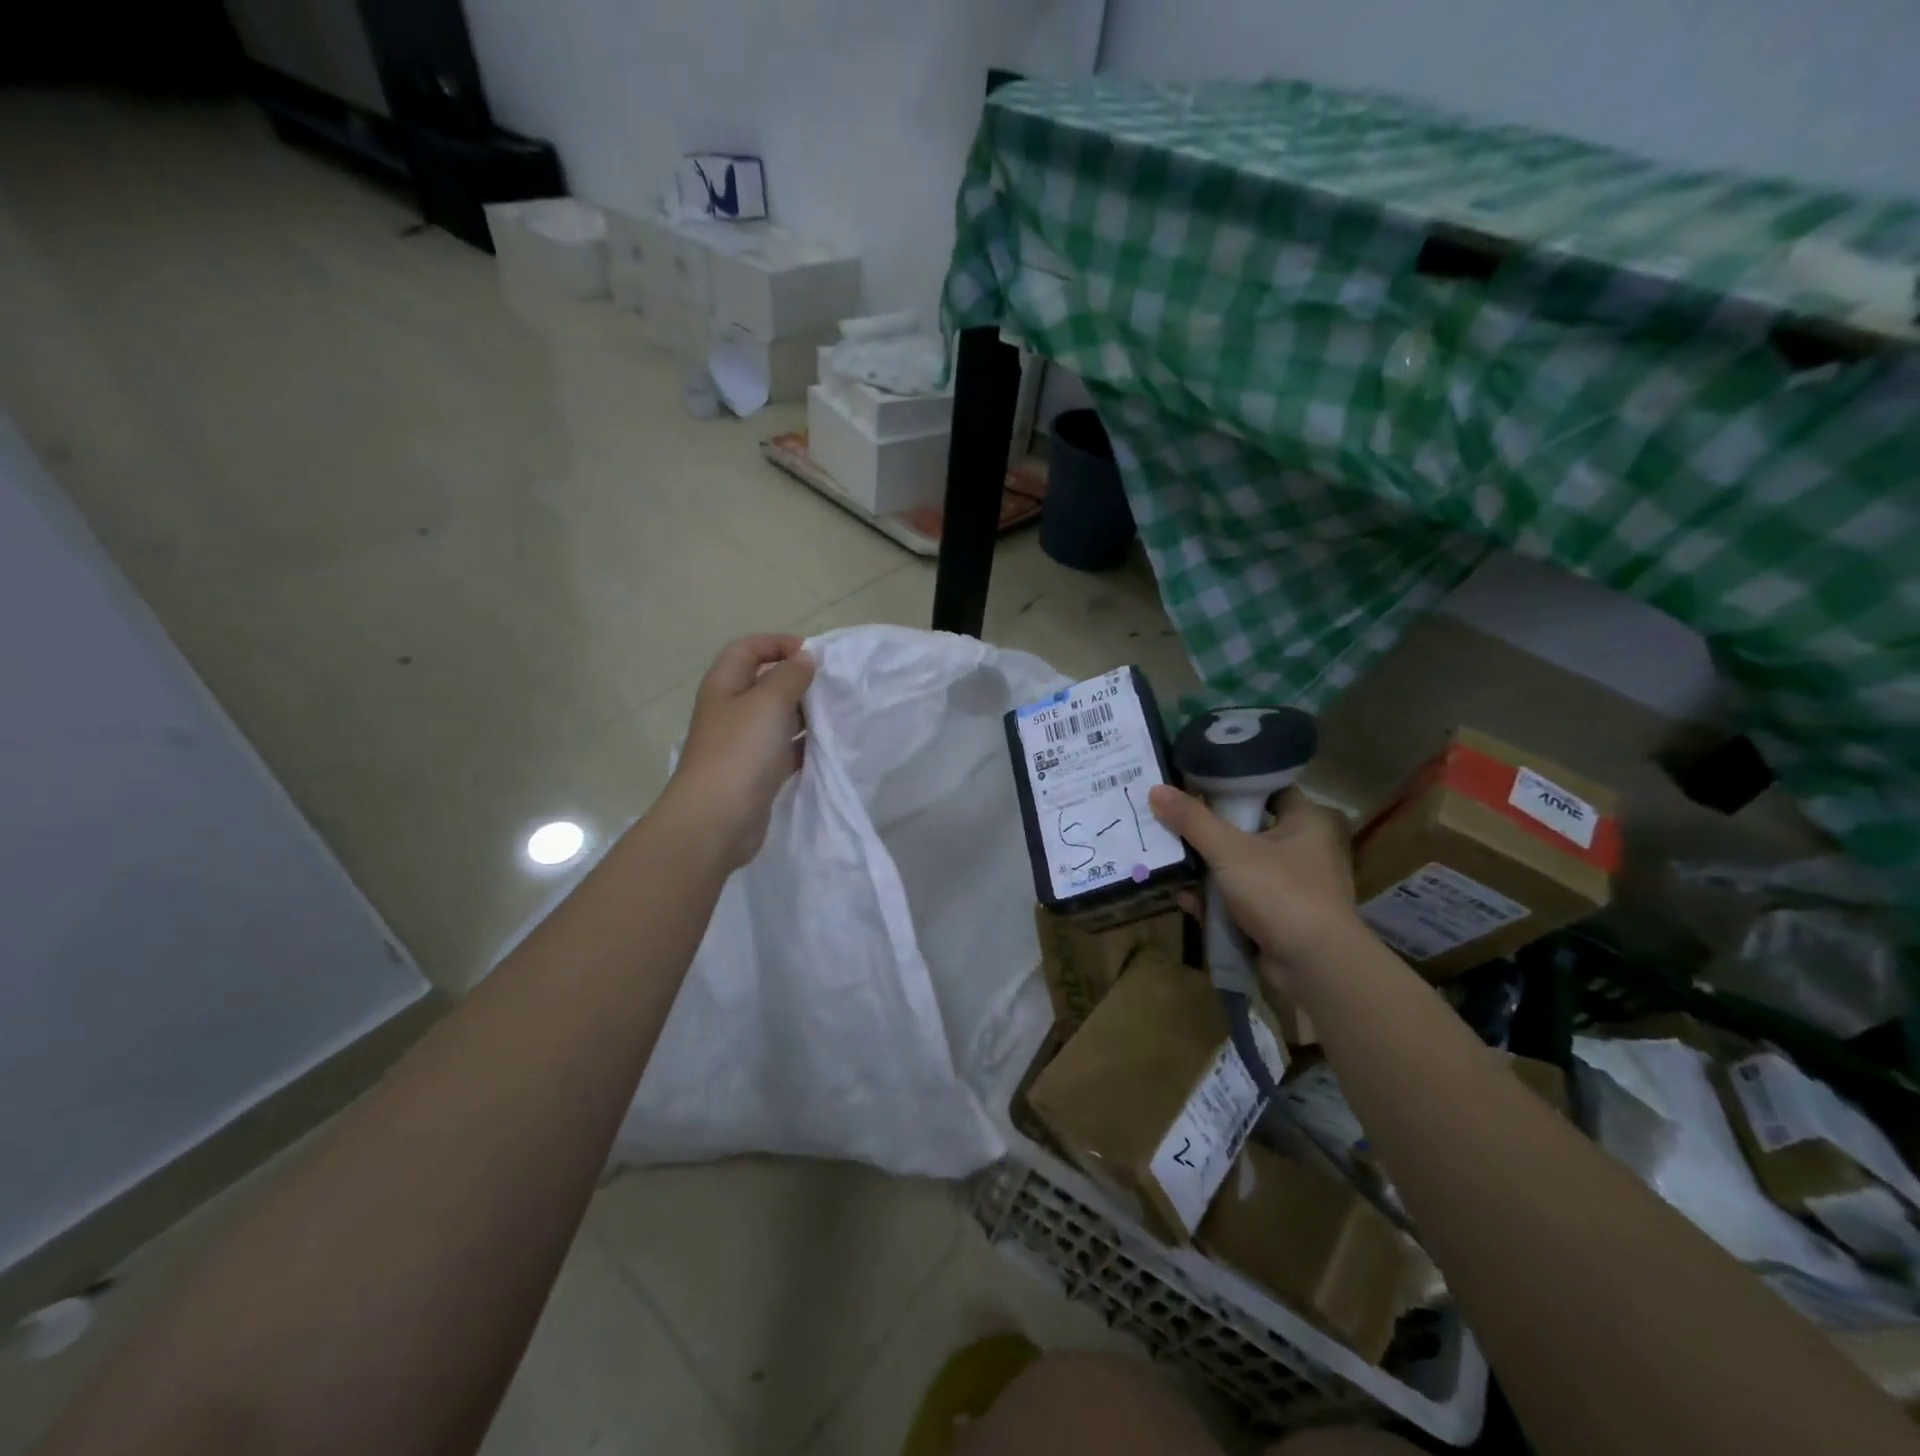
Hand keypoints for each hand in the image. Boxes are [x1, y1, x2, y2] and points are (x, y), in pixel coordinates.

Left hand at [663, 635, 815, 870]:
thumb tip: (804, 659)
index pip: (747, 649)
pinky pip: (784, 750)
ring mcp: (742, 744)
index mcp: (724, 686)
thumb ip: (790, 676)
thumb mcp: (769, 702)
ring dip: (804, 713)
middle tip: (830, 686)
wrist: (717, 820)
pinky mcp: (756, 773)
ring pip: (777, 718)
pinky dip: (804, 745)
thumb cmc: (740, 752)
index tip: (813, 655)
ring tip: (835, 714)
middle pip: (764, 683)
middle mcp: (731, 711)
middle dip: (797, 680)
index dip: (777, 643)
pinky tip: (826, 747)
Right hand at [1148, 784, 1357, 971]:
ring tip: (1168, 860)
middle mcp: (1304, 848)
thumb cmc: (1279, 892)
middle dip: (1207, 831)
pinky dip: (1215, 900)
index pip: (1265, 788)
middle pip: (1246, 828)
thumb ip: (1192, 820)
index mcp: (1307, 821)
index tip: (1190, 783)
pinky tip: (1185, 899)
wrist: (1314, 966)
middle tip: (1170, 821)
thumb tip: (1155, 789)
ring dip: (1206, 869)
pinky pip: (1240, 899)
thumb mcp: (1229, 851)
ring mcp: (1292, 885)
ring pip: (1239, 866)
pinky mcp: (1279, 916)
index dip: (1228, 784)